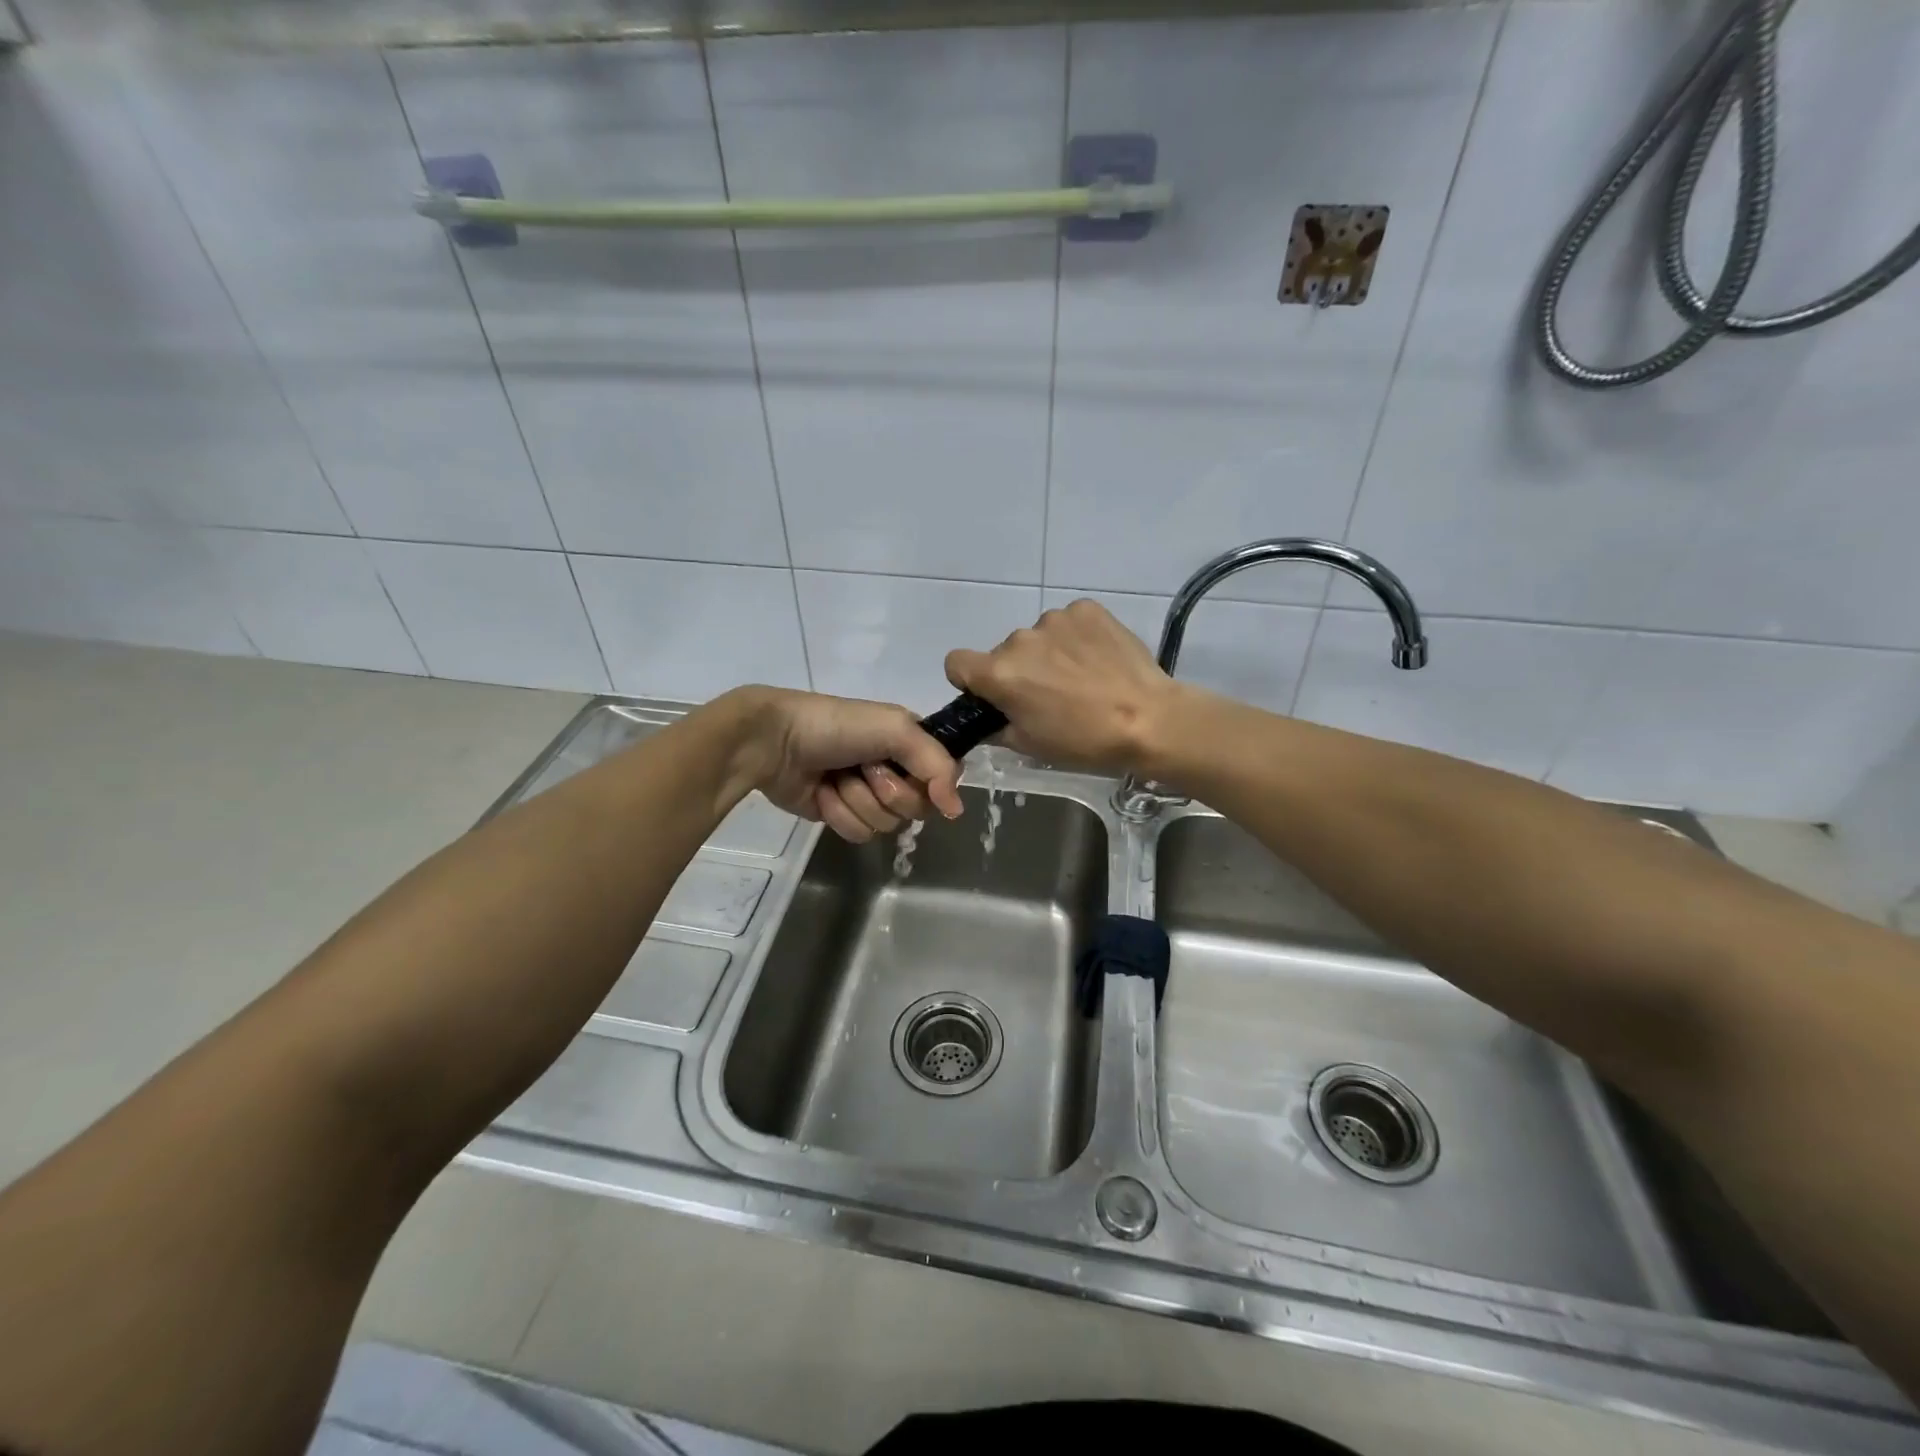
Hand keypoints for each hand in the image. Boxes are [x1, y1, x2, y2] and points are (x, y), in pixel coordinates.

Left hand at [725, 688, 963, 842]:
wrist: (774, 742)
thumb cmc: (836, 727)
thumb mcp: (896, 729)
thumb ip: (937, 764)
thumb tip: (956, 810)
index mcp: (909, 743)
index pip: (942, 777)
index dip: (929, 782)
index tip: (906, 771)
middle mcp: (894, 769)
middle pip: (917, 807)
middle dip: (887, 791)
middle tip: (864, 769)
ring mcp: (867, 795)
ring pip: (887, 824)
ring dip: (858, 801)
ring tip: (836, 778)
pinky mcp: (841, 815)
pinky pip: (859, 833)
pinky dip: (839, 814)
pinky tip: (822, 794)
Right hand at [944, 599, 1178, 775]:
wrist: (1149, 719)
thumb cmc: (1083, 741)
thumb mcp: (1030, 745)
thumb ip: (996, 727)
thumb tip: (989, 717)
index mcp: (999, 673)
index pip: (956, 662)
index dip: (969, 680)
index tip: (993, 695)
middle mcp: (1020, 639)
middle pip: (1004, 652)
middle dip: (1020, 671)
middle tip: (1051, 696)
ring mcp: (1055, 619)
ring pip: (1038, 637)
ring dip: (1049, 654)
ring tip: (1082, 679)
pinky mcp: (1086, 609)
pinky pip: (1068, 623)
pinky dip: (1076, 639)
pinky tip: (1098, 661)